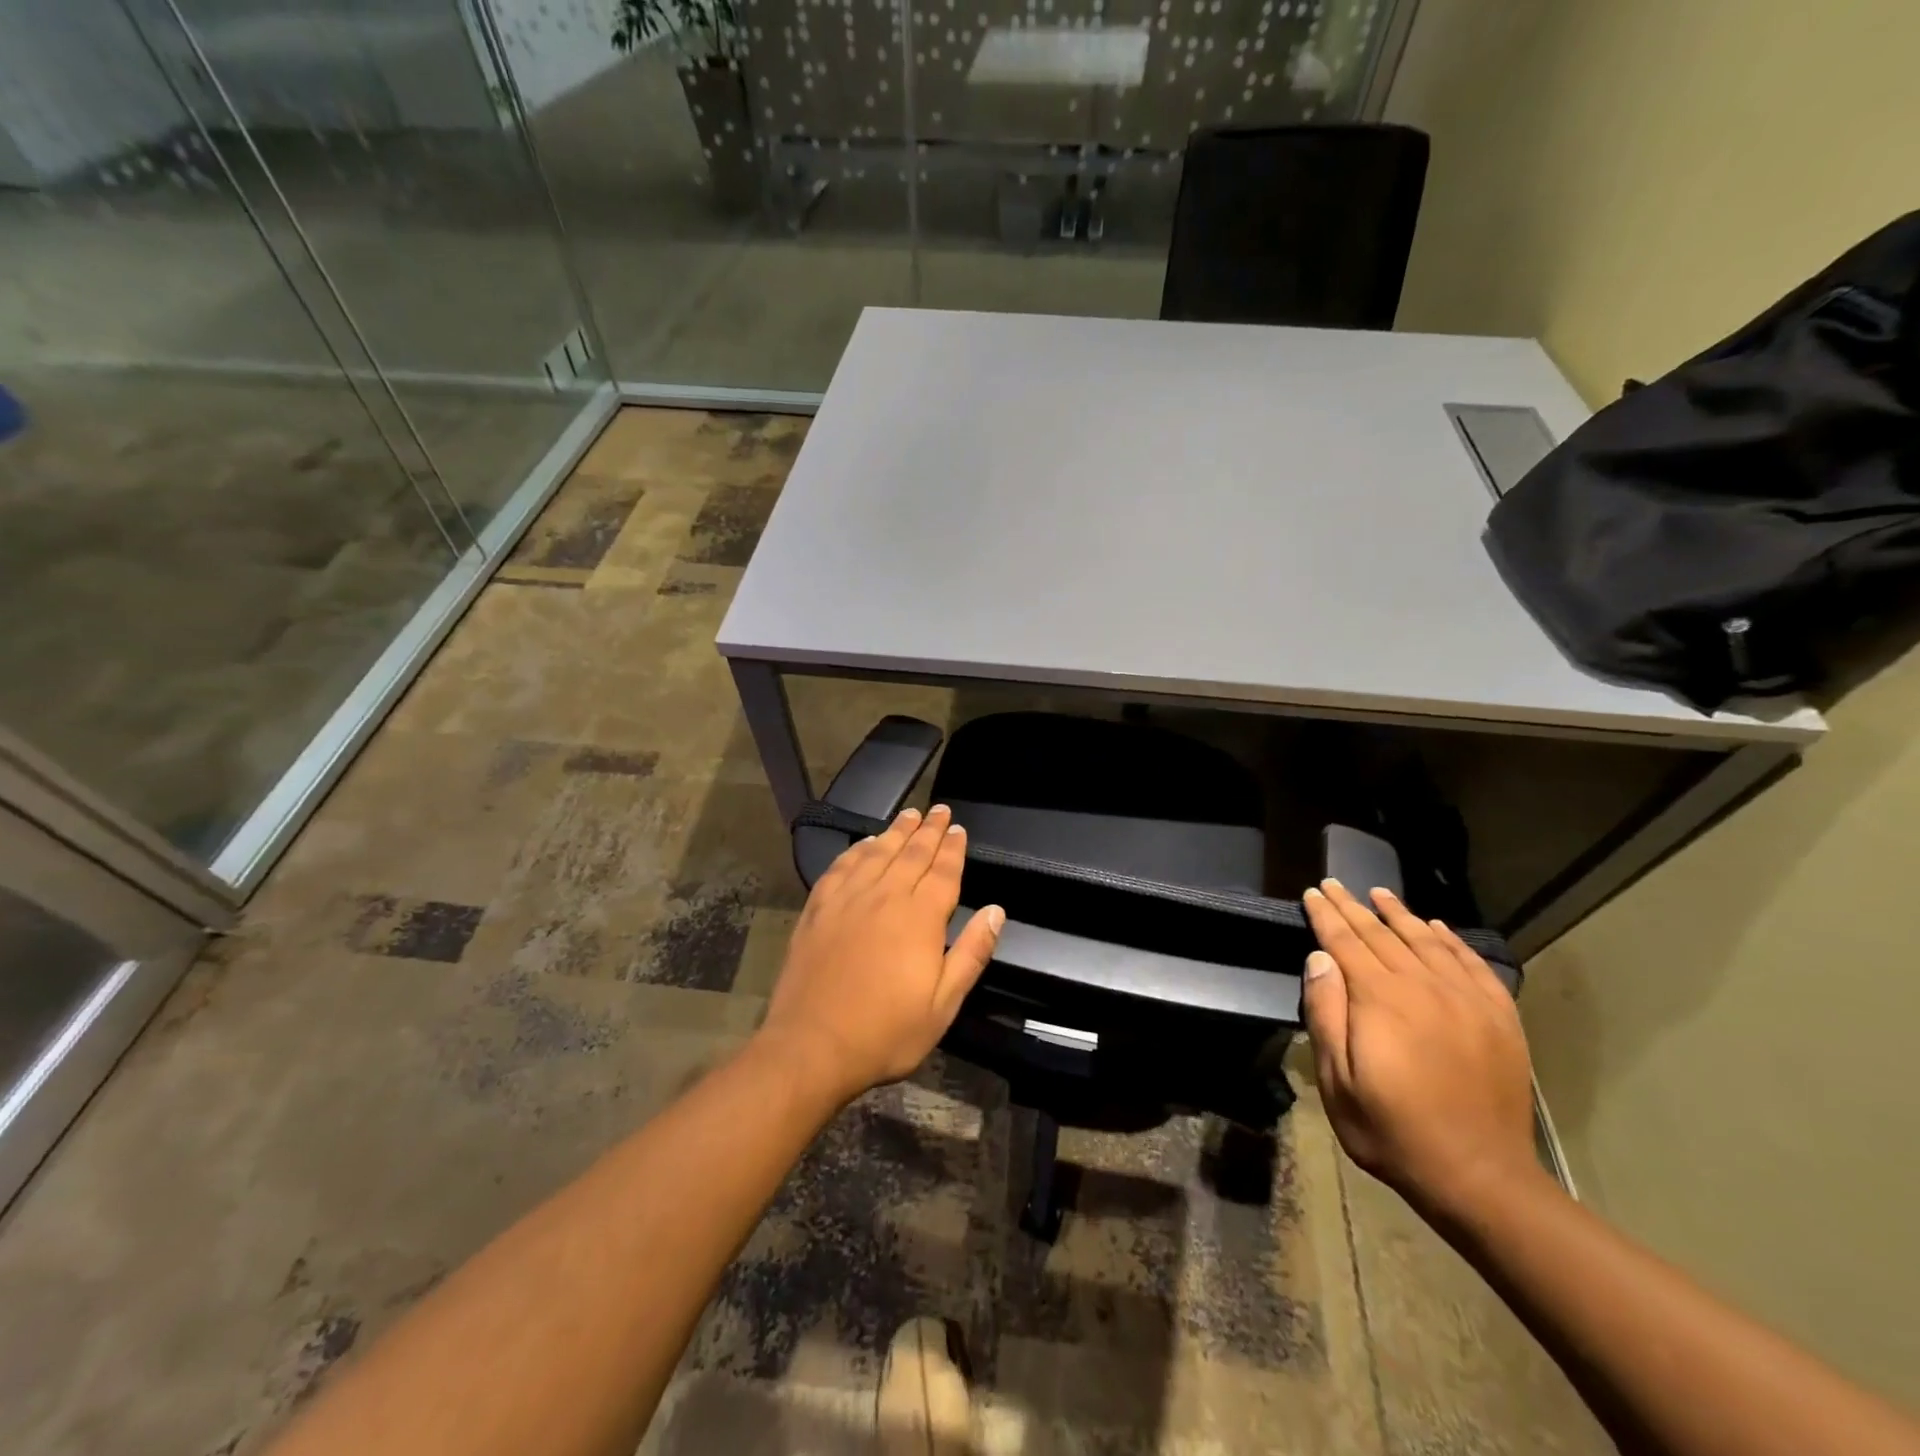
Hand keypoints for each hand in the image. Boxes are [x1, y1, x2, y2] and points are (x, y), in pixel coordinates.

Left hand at [758, 805, 1004, 1104]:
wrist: (812, 1046)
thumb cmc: (885, 1032)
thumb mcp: (943, 1004)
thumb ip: (971, 952)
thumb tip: (996, 910)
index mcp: (920, 917)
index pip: (942, 871)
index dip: (952, 848)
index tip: (958, 829)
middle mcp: (885, 896)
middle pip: (911, 853)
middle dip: (929, 829)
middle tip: (939, 810)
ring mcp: (847, 899)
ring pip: (877, 852)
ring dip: (896, 831)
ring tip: (909, 814)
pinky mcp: (818, 908)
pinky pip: (842, 866)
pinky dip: (857, 849)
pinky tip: (864, 844)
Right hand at [1301, 879, 1540, 1217]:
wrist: (1479, 1176)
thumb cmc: (1392, 1129)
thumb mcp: (1338, 1079)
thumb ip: (1326, 1013)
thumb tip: (1320, 958)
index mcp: (1380, 999)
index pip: (1345, 942)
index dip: (1325, 915)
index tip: (1312, 892)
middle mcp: (1423, 986)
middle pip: (1382, 934)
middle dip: (1353, 907)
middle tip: (1335, 884)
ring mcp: (1466, 999)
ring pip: (1426, 941)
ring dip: (1399, 914)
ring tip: (1379, 893)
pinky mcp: (1498, 1017)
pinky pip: (1471, 964)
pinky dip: (1451, 940)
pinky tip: (1437, 928)